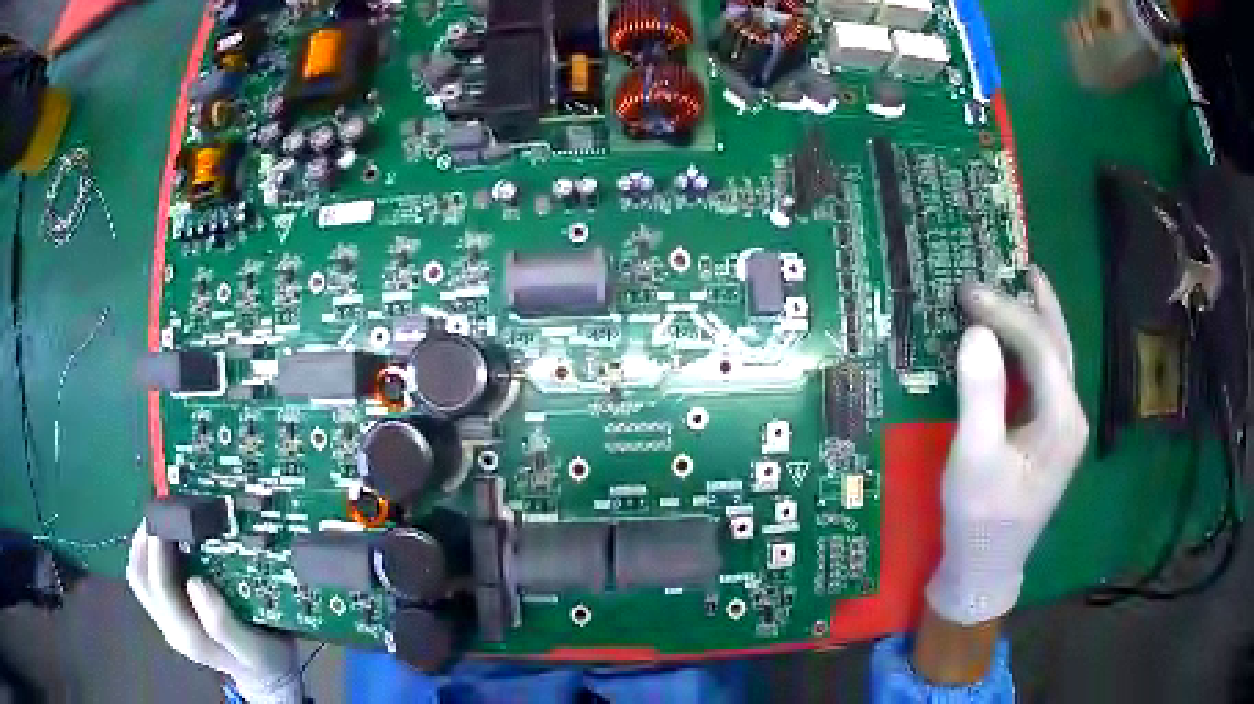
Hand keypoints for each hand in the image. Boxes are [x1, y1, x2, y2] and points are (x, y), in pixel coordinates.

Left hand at [126, 524, 304, 703]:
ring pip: (139, 574)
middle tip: (163, 506)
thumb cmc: (263, 661)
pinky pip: (148, 577)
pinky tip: (167, 538)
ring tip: (161, 516)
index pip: (159, 584)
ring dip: (143, 542)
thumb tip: (195, 582)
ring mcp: (167, 619)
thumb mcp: (254, 648)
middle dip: (144, 537)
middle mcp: (169, 626)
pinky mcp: (170, 612)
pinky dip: (149, 552)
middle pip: (139, 576)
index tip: (169, 511)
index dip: (157, 546)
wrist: (267, 678)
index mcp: (187, 634)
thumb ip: (224, 624)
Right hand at [926, 266, 1089, 625]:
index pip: (1040, 347)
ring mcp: (1063, 427)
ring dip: (1039, 319)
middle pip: (1058, 345)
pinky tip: (1020, 338)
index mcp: (1062, 420)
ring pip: (1057, 359)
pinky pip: (1045, 378)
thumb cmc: (979, 520)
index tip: (967, 292)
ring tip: (1025, 282)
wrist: (986, 570)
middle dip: (1034, 304)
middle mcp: (1070, 416)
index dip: (1006, 313)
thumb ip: (980, 393)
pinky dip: (1032, 348)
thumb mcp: (974, 460)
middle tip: (1009, 266)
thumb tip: (976, 331)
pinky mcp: (1048, 436)